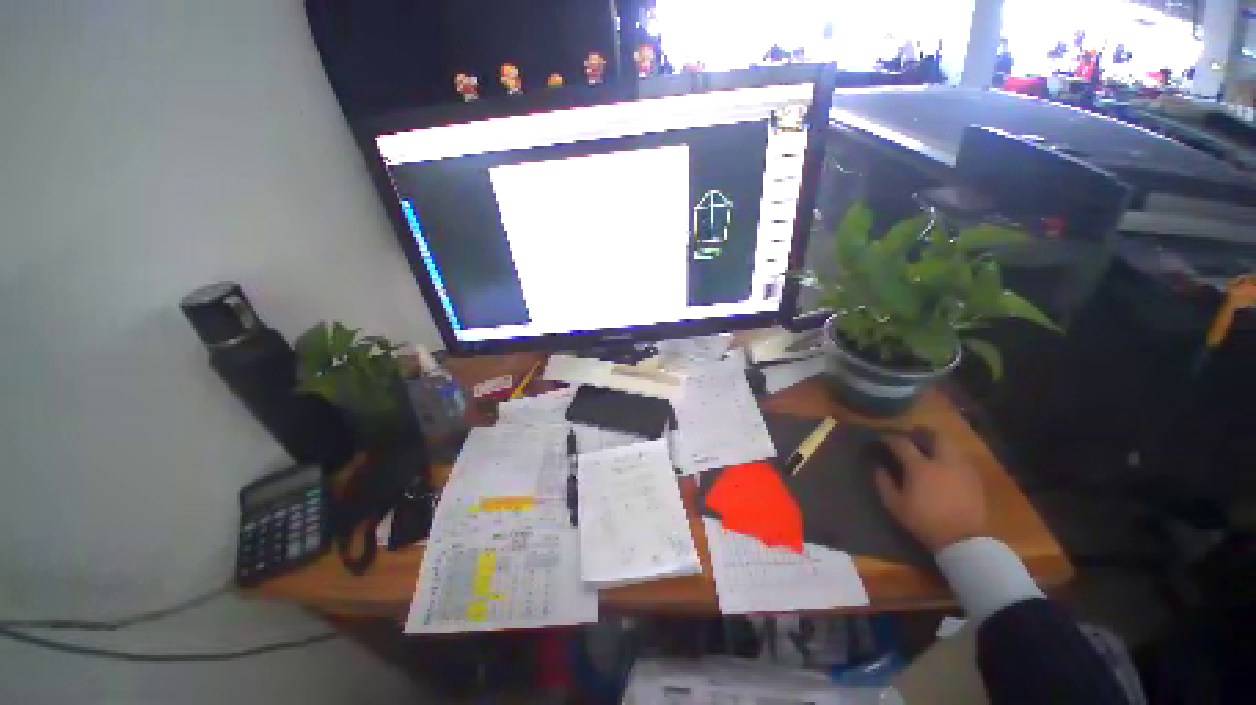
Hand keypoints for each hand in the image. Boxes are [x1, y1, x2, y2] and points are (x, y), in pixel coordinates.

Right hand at [874, 433, 986, 551]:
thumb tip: (878, 468)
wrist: (963, 540)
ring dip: (938, 444)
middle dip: (923, 432)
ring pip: (951, 446)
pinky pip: (960, 460)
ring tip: (930, 450)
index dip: (890, 438)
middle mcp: (942, 462)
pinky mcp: (974, 479)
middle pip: (935, 436)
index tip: (882, 439)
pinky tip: (945, 466)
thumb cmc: (925, 521)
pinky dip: (950, 457)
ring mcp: (962, 469)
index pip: (902, 443)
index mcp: (920, 467)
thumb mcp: (895, 505)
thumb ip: (884, 483)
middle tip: (913, 434)